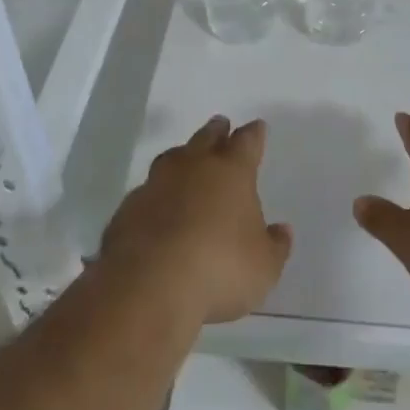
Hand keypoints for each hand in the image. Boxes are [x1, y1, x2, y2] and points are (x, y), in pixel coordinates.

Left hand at [101, 115, 291, 324]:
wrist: (148, 284)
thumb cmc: (219, 268)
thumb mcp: (263, 267)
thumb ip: (274, 246)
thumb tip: (281, 230)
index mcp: (232, 172)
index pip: (247, 142)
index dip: (254, 134)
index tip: (257, 127)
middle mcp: (193, 167)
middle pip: (207, 138)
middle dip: (217, 131)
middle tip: (221, 125)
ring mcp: (156, 184)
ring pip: (172, 158)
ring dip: (182, 155)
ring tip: (186, 157)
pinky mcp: (128, 208)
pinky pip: (147, 191)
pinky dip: (156, 193)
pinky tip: (158, 205)